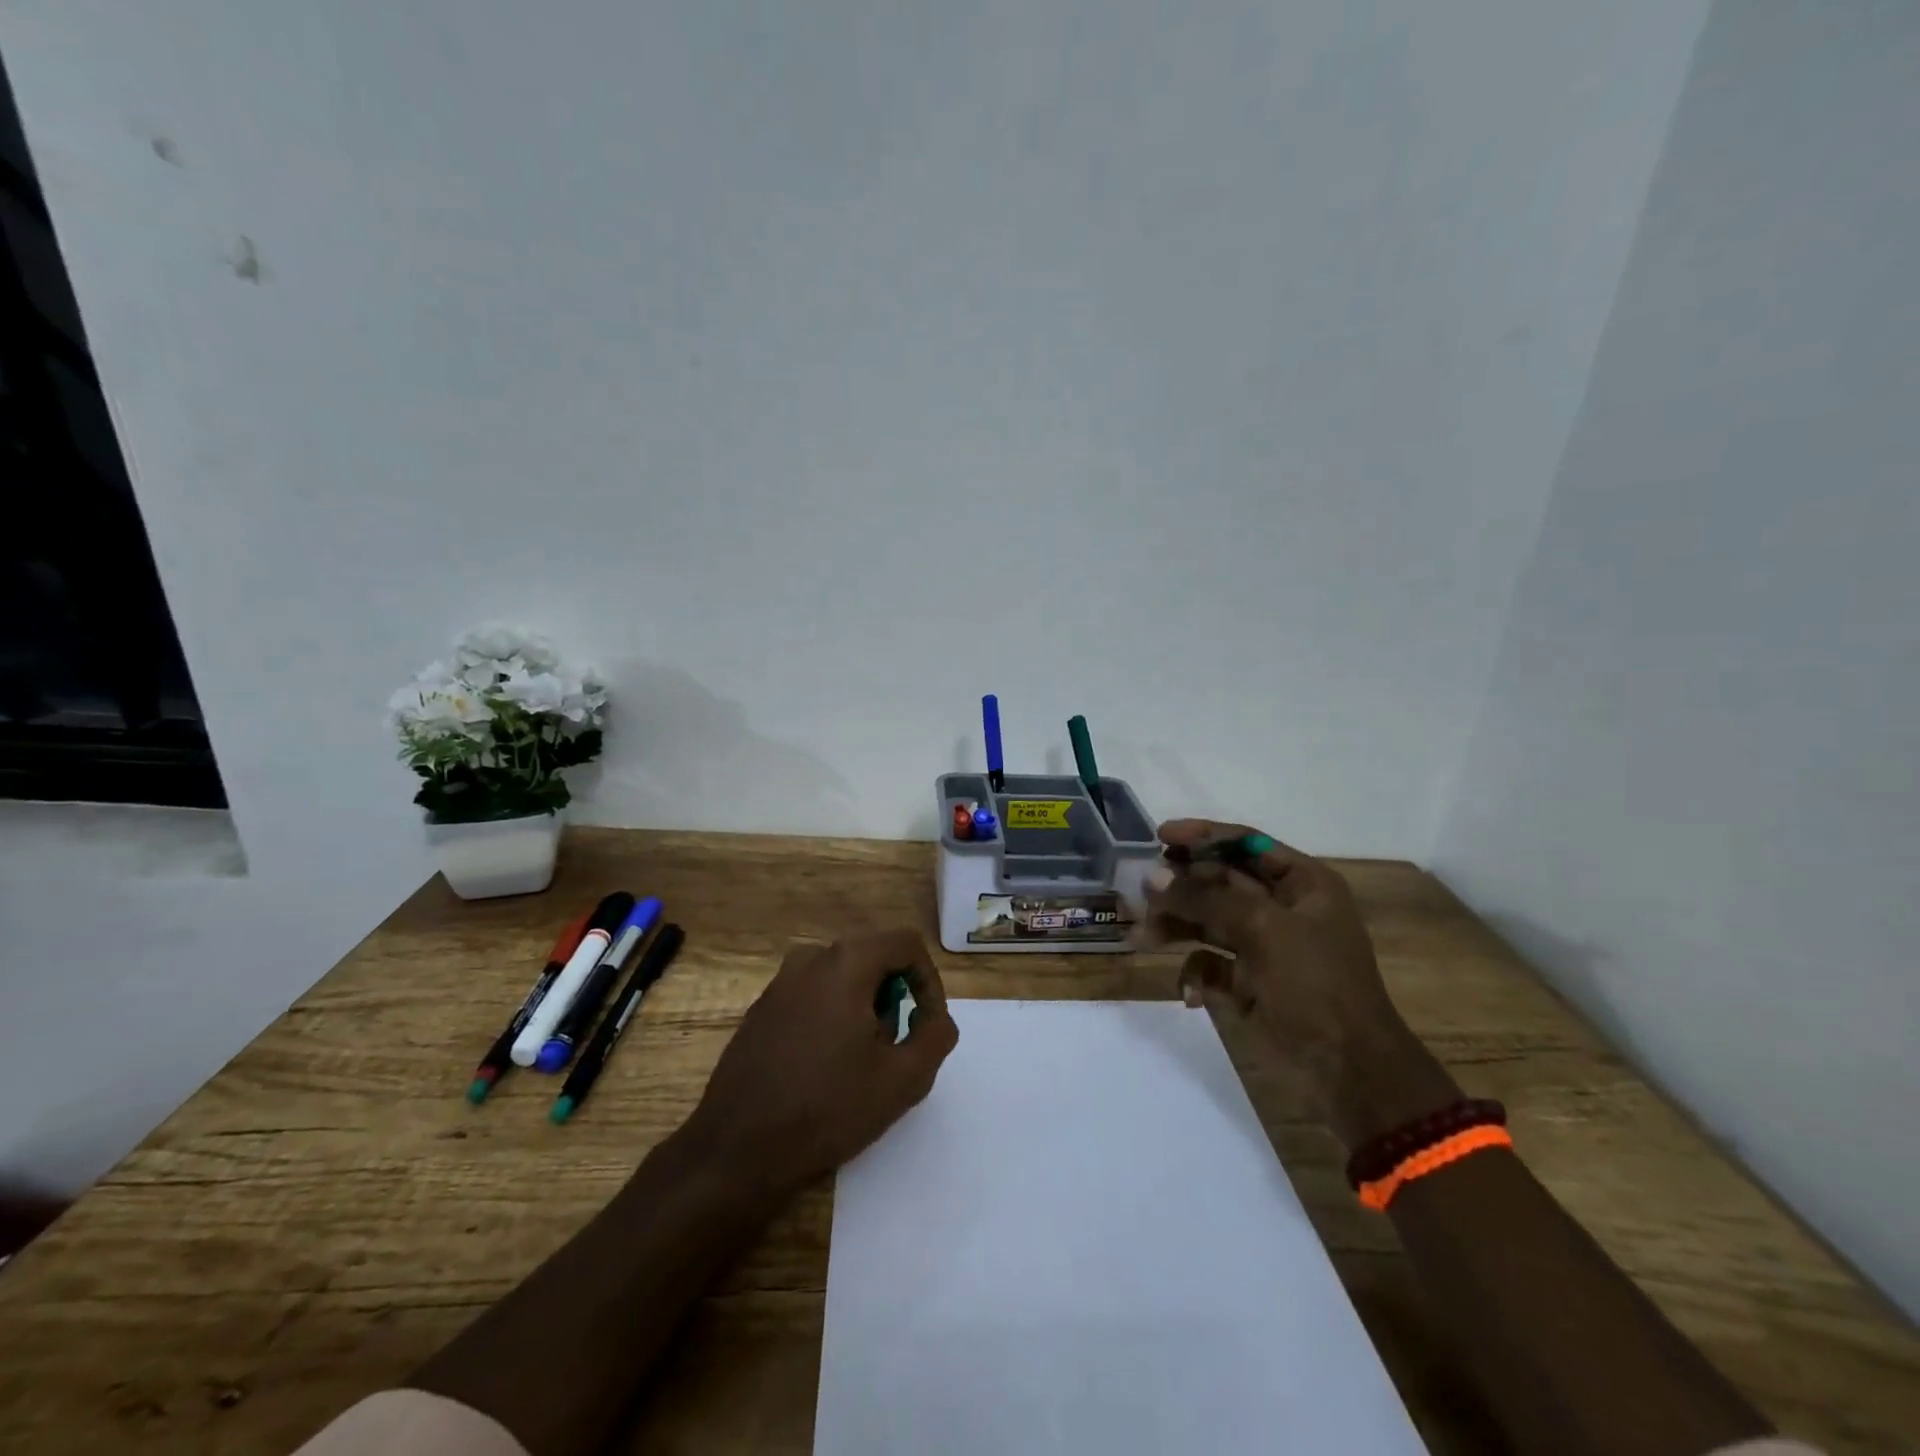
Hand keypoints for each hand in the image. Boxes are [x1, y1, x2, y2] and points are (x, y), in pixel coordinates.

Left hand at [688, 928, 959, 1192]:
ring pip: (842, 979)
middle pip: (873, 959)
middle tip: (895, 1050)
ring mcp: (779, 983)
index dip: (929, 981)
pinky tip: (825, 1069)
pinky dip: (833, 1019)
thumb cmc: (827, 1109)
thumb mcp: (903, 1079)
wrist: (737, 1151)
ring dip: (864, 1010)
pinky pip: (813, 997)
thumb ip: (936, 1037)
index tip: (927, 1026)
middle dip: (894, 999)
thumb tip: (936, 1019)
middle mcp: (810, 959)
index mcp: (845, 962)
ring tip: (862, 1064)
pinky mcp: (761, 1010)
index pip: (906, 944)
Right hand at [1144, 819, 1458, 1147]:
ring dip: (1176, 925)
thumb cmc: (1315, 984)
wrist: (1350, 1070)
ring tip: (1141, 935)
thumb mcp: (1262, 929)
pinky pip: (1211, 964)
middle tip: (1141, 890)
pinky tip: (1190, 993)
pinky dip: (1195, 973)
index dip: (1203, 835)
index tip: (1159, 835)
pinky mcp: (1250, 982)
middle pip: (1220, 880)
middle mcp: (1283, 908)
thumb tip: (1152, 877)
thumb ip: (1205, 898)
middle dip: (1181, 885)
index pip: (1246, 844)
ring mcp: (1265, 946)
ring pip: (1208, 921)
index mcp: (1302, 883)